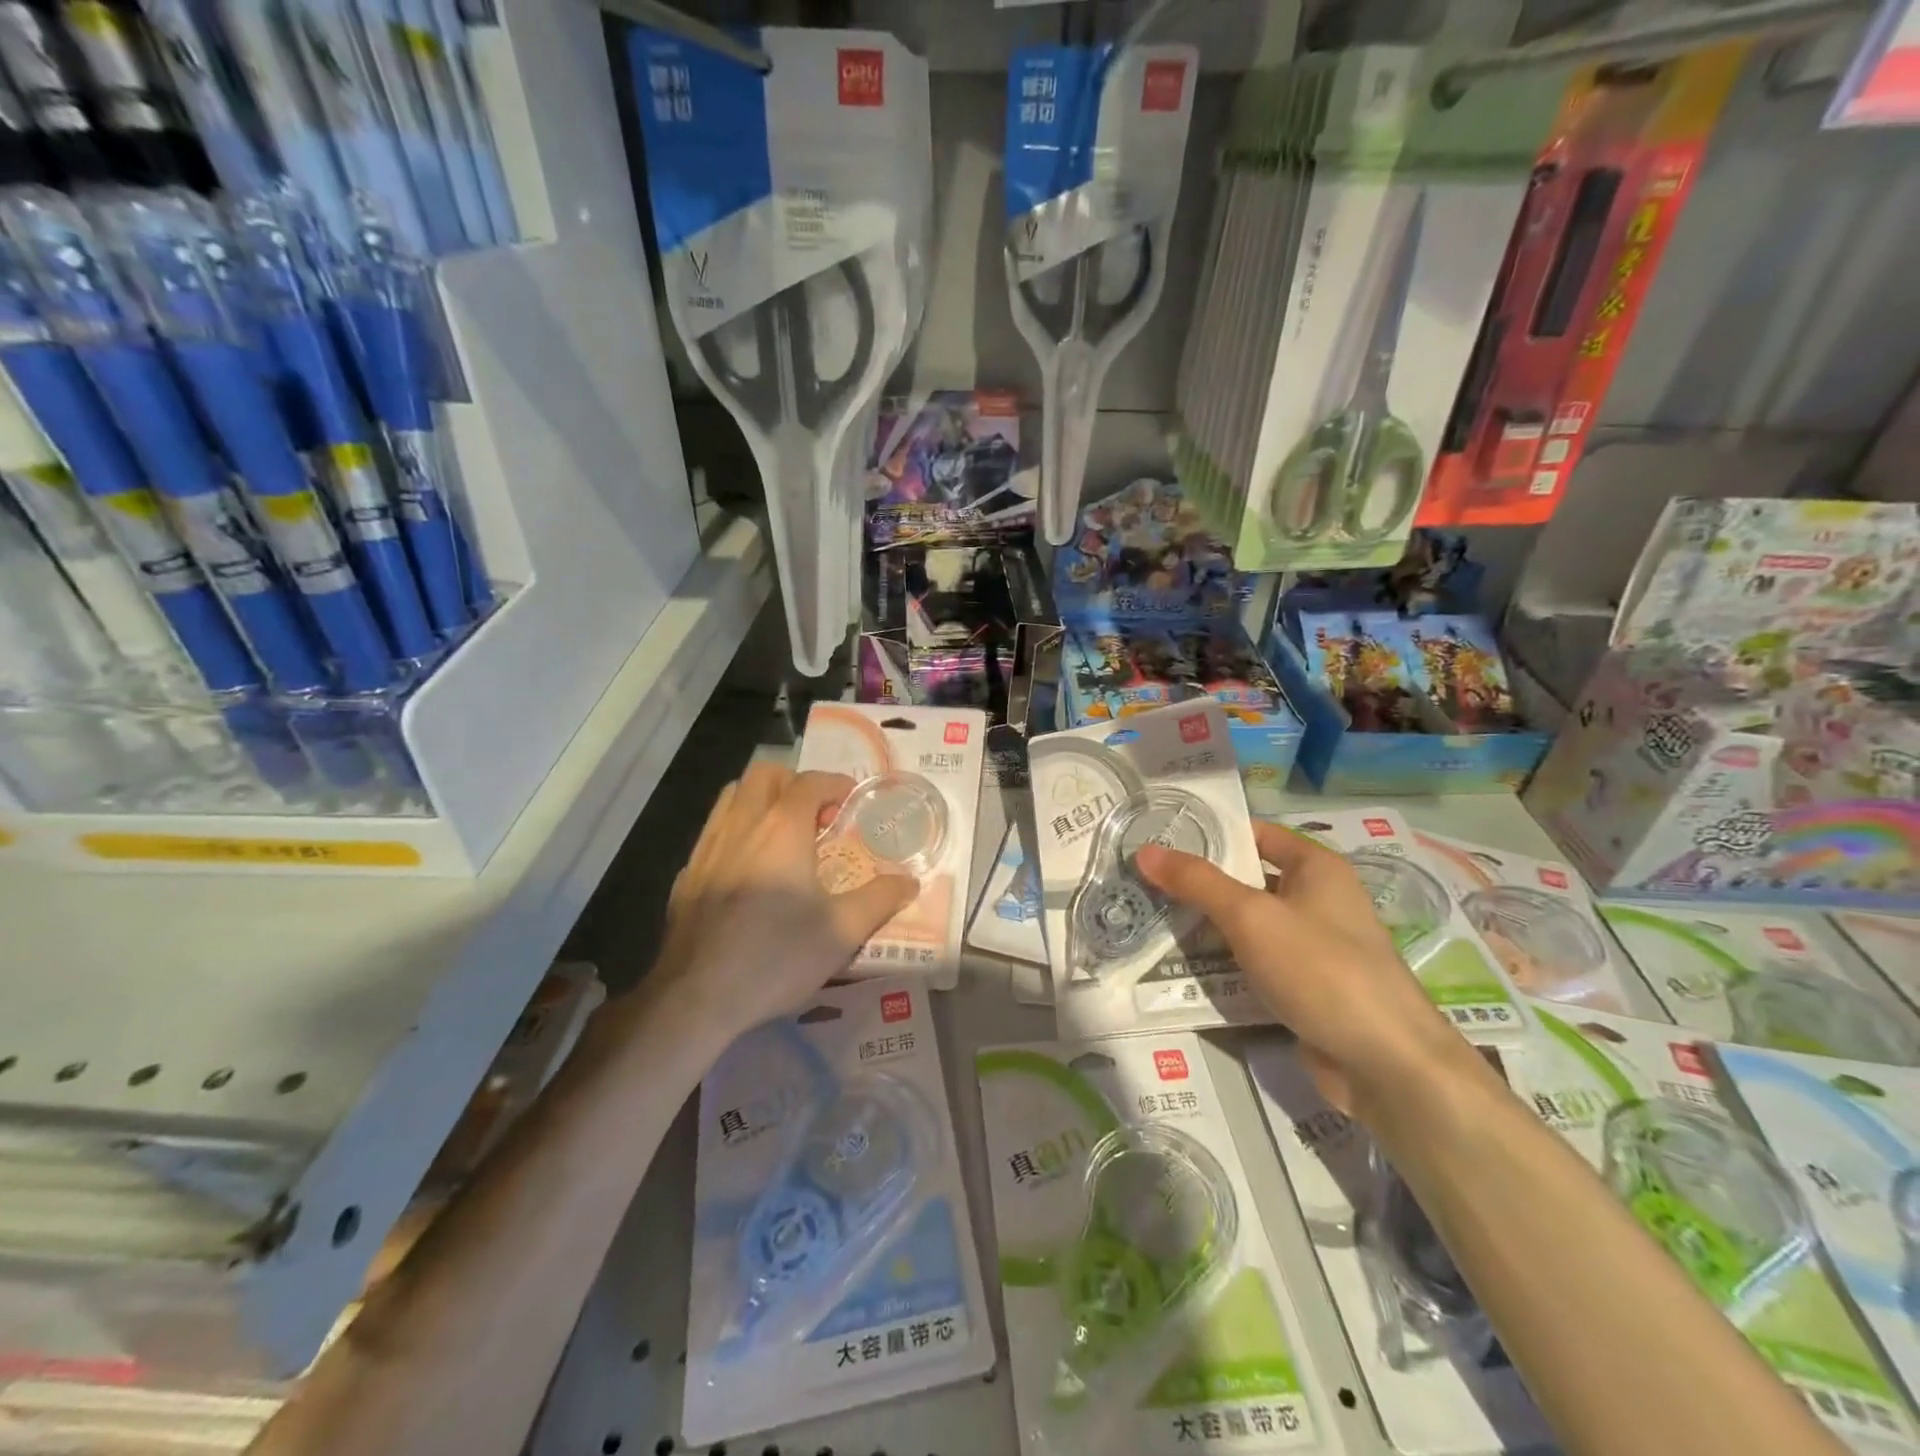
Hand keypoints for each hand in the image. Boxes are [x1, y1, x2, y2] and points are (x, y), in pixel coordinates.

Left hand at [654, 765, 918, 1040]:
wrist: (698, 997)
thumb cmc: (777, 956)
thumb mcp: (842, 931)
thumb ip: (880, 899)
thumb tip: (909, 882)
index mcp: (782, 829)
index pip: (809, 782)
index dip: (835, 783)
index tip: (852, 800)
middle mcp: (741, 826)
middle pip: (764, 775)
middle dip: (794, 782)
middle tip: (817, 815)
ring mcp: (707, 849)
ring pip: (732, 797)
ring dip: (761, 800)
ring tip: (783, 835)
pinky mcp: (687, 876)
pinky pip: (713, 833)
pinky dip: (737, 832)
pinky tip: (748, 870)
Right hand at [1135, 822, 1483, 1122]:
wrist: (1387, 1066)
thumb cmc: (1322, 970)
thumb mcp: (1251, 917)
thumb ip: (1197, 882)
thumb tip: (1145, 851)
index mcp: (1316, 868)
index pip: (1255, 835)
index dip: (1210, 835)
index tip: (1160, 841)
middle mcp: (1319, 900)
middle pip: (1248, 881)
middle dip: (1200, 885)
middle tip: (1144, 885)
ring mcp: (1315, 947)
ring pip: (1250, 926)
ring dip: (1209, 928)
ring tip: (1152, 922)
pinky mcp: (1308, 988)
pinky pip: (1258, 964)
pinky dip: (1227, 964)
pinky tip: (1185, 969)